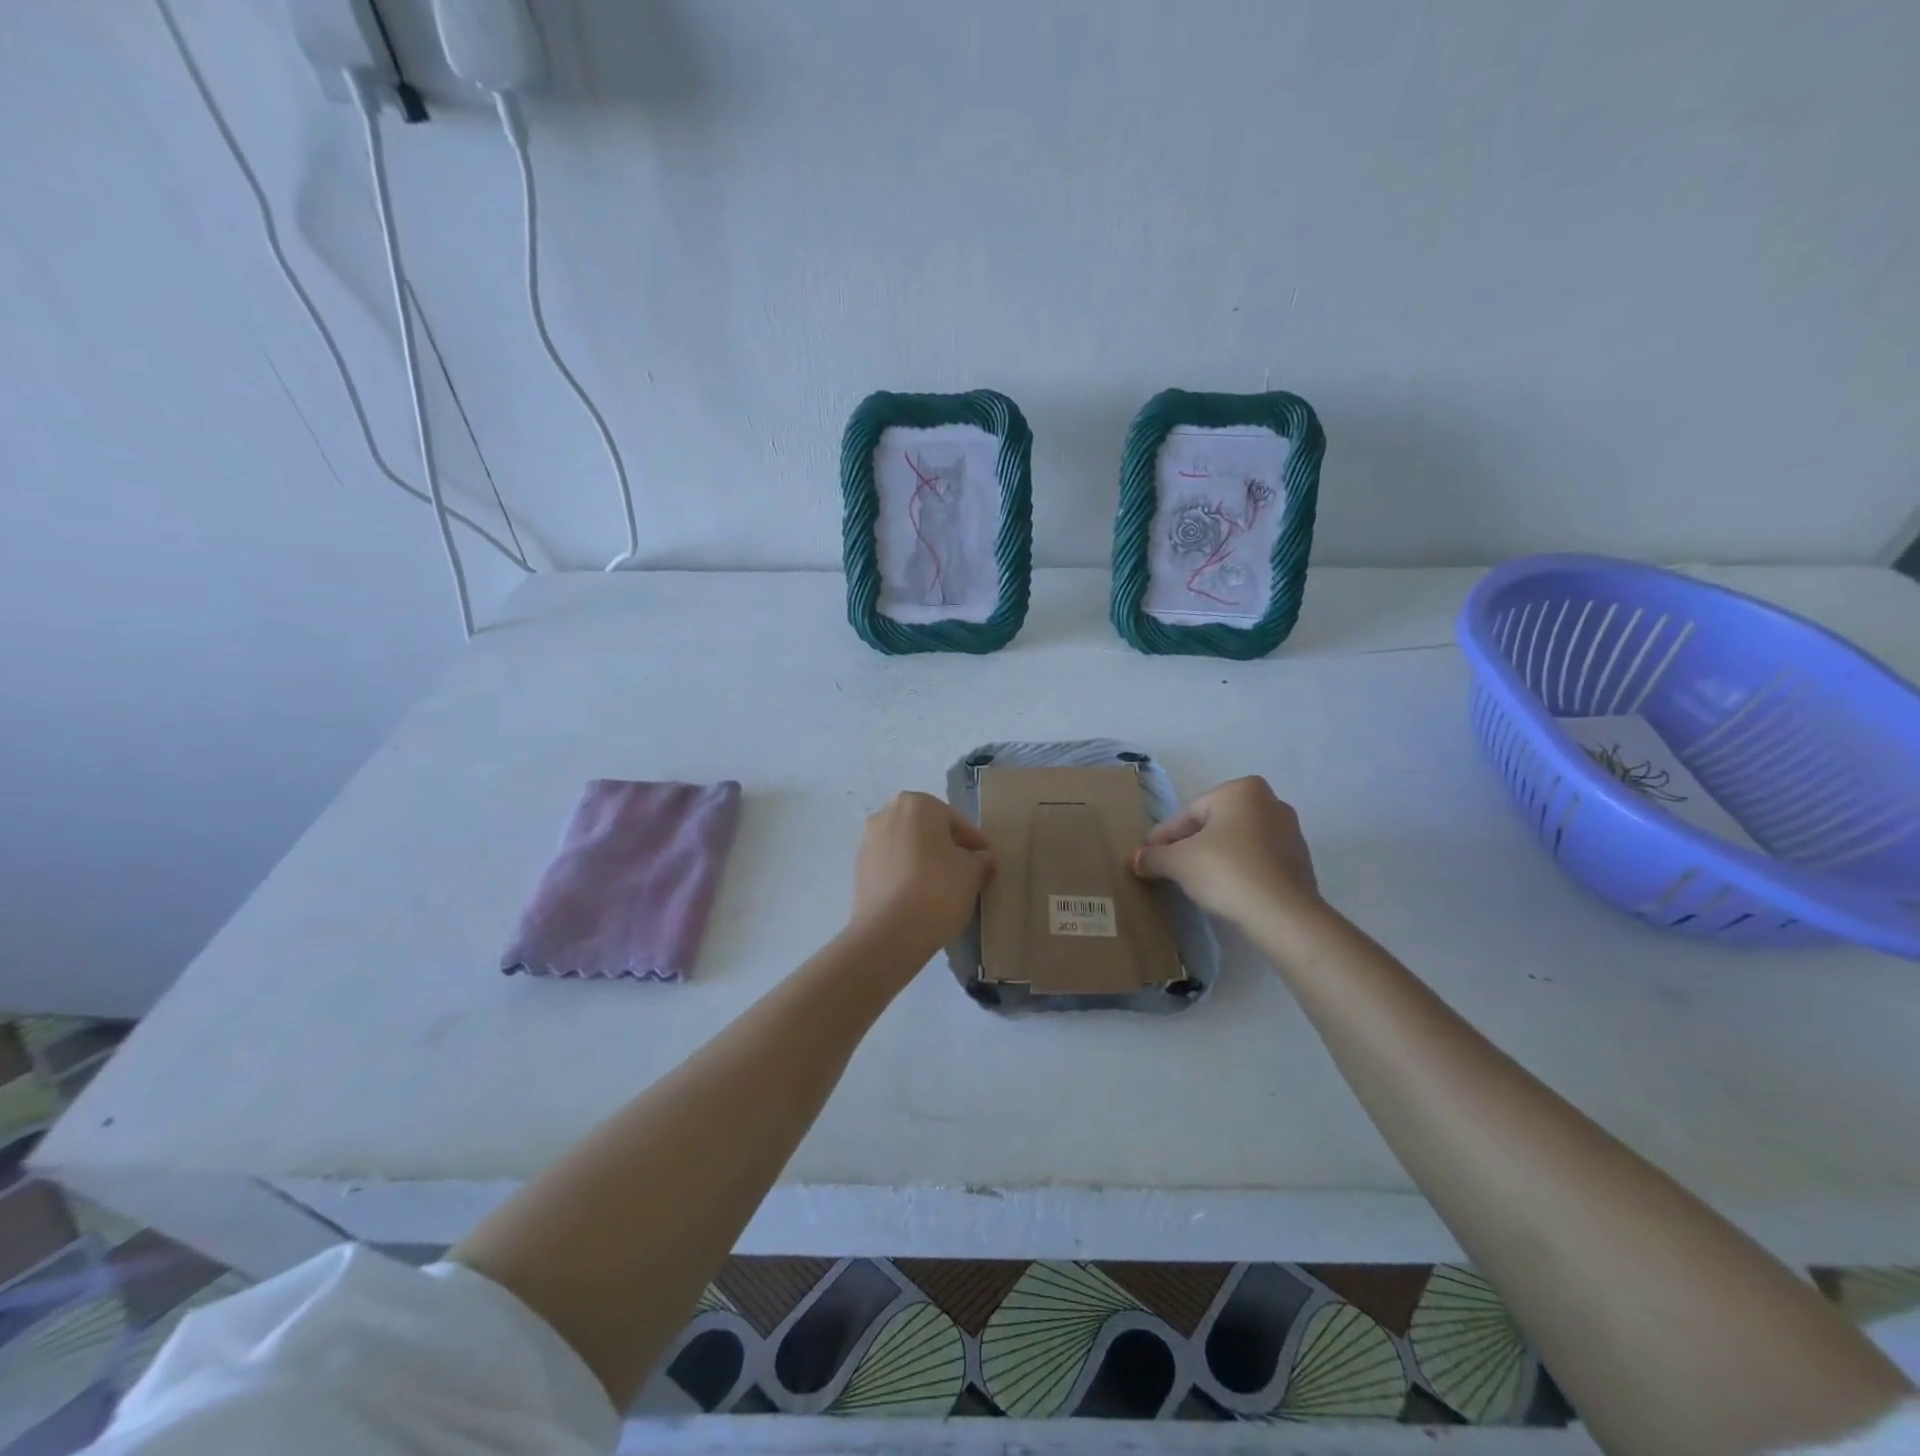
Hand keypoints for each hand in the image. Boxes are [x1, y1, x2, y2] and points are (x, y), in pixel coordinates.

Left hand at [849, 792, 993, 961]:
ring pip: (908, 846)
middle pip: (929, 830)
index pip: (956, 822)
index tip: (988, 862)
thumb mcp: (972, 873)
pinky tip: (921, 896)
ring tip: (945, 886)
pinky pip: (893, 865)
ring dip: (926, 860)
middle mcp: (887, 814)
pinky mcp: (859, 868)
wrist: (889, 933)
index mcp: (917, 804)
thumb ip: (980, 859)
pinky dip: (907, 874)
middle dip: (948, 848)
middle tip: (968, 872)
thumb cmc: (937, 890)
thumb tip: (981, 858)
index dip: (976, 843)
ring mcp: (869, 841)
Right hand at [1131, 776, 1319, 925]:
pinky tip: (1222, 890)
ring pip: (1236, 842)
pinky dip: (1237, 870)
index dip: (1164, 837)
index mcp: (1241, 790)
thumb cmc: (1226, 871)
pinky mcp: (1300, 862)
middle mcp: (1270, 802)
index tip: (1147, 855)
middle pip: (1214, 825)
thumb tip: (1136, 859)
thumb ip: (1153, 856)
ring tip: (1193, 881)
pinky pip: (1256, 860)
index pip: (1189, 813)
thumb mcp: (1178, 862)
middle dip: (1190, 845)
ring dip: (1214, 857)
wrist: (1282, 914)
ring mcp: (1290, 832)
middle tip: (1168, 867)